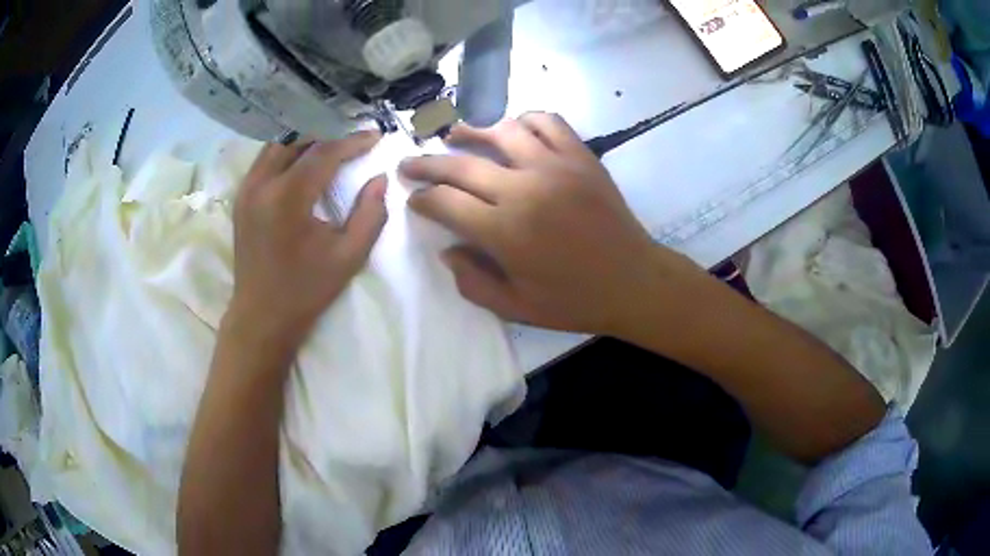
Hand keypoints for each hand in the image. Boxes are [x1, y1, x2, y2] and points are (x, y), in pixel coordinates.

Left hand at [226, 131, 386, 354]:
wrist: (261, 316)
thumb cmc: (306, 290)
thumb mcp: (348, 257)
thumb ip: (370, 214)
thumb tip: (379, 179)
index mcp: (288, 197)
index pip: (324, 152)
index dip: (352, 141)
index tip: (375, 136)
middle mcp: (262, 184)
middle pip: (297, 138)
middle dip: (328, 132)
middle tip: (353, 137)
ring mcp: (246, 189)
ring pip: (277, 144)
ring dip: (306, 138)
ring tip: (331, 143)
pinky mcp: (241, 197)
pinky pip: (265, 159)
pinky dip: (287, 151)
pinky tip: (303, 159)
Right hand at [400, 113, 702, 336]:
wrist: (634, 282)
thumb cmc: (575, 301)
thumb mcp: (515, 308)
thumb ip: (472, 281)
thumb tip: (447, 249)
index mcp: (505, 232)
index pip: (445, 203)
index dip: (422, 200)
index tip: (414, 199)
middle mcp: (524, 189)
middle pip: (461, 165)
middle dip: (427, 164)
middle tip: (409, 163)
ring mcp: (555, 166)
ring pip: (501, 131)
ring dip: (471, 131)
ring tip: (454, 135)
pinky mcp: (581, 156)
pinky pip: (547, 122)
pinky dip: (524, 120)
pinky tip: (514, 130)